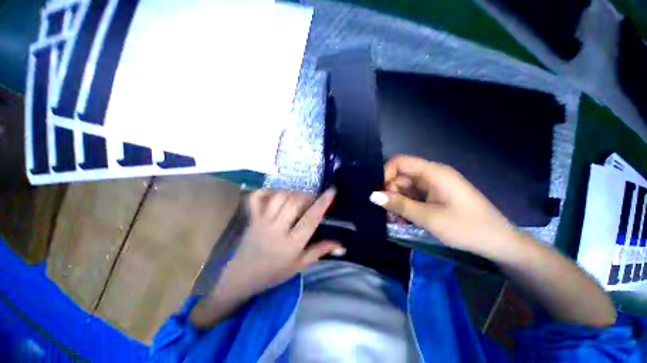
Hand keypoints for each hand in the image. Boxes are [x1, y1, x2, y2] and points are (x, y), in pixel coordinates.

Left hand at [217, 189, 341, 295]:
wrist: (242, 277)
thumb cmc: (274, 272)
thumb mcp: (300, 265)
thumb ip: (320, 251)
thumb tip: (342, 244)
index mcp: (291, 244)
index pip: (310, 219)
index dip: (322, 203)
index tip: (331, 191)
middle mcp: (277, 229)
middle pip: (294, 203)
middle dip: (308, 195)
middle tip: (314, 195)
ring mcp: (262, 221)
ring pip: (278, 197)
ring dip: (292, 192)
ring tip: (299, 195)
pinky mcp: (252, 218)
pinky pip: (256, 198)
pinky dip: (266, 191)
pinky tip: (276, 192)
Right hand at [371, 155, 516, 257]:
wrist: (499, 242)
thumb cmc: (467, 228)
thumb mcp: (428, 218)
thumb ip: (399, 205)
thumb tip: (372, 196)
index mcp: (433, 173)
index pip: (400, 162)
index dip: (385, 173)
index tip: (379, 193)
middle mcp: (432, 175)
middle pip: (401, 175)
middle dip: (390, 192)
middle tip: (386, 211)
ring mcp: (434, 185)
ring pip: (406, 187)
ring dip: (397, 201)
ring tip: (394, 219)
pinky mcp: (436, 195)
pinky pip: (414, 196)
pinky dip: (406, 205)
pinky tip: (403, 219)